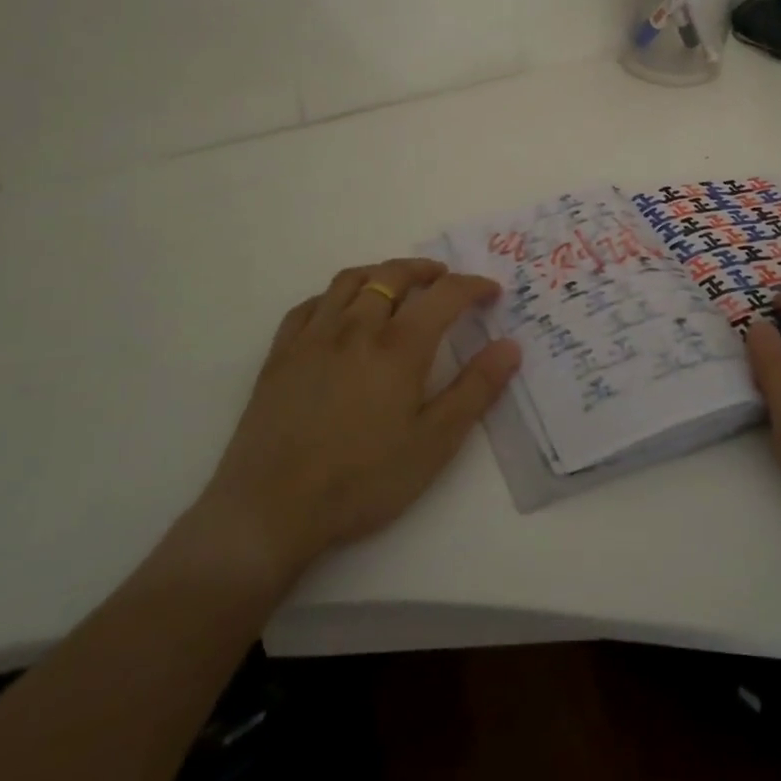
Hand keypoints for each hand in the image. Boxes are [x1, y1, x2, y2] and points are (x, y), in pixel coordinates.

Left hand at [192, 257, 519, 582]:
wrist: (270, 510)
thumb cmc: (362, 480)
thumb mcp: (434, 443)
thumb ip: (475, 390)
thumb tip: (510, 347)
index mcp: (399, 347)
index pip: (444, 295)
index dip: (473, 286)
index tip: (491, 291)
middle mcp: (356, 328)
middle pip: (393, 275)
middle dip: (425, 270)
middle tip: (443, 278)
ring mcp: (313, 337)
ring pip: (350, 281)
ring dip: (380, 272)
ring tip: (396, 283)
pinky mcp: (280, 354)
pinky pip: (310, 305)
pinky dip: (334, 297)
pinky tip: (339, 312)